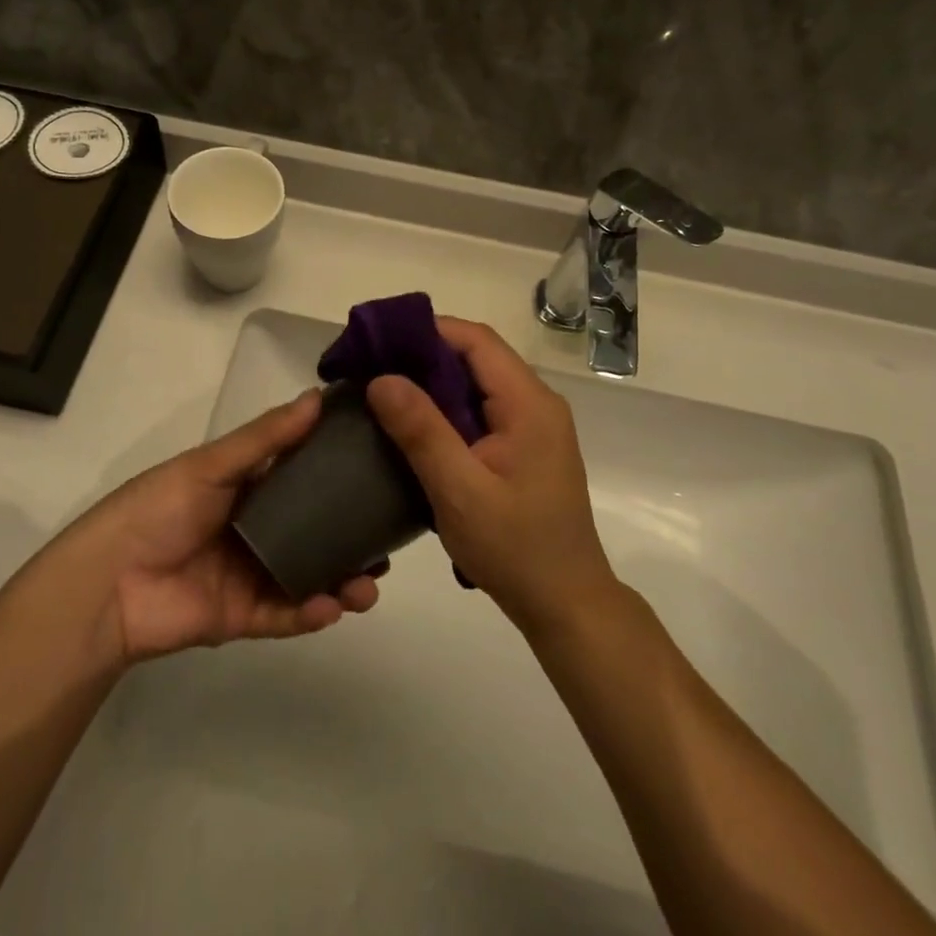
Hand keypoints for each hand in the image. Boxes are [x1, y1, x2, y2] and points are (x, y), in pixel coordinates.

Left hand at [71, 391, 380, 661]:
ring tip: (370, 584)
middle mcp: (257, 529)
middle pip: (316, 531)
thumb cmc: (158, 509)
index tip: (384, 468)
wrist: (107, 584)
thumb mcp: (211, 465)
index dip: (341, 474)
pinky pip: (286, 614)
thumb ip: (265, 438)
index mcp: (248, 488)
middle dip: (352, 537)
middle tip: (389, 540)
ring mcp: (252, 574)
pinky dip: (311, 612)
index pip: (304, 476)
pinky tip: (333, 606)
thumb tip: (317, 397)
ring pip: (309, 576)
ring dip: (342, 580)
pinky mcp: (244, 616)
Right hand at [366, 319, 615, 633]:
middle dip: (423, 356)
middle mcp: (536, 404)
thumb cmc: (515, 548)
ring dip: (432, 384)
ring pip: (476, 384)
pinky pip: (480, 410)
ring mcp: (532, 426)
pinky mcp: (523, 448)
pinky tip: (412, 427)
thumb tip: (381, 378)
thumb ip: (422, 432)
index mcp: (529, 404)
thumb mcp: (460, 491)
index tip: (378, 340)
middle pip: (476, 357)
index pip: (476, 340)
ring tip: (382, 393)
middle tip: (370, 367)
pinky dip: (445, 409)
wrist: (565, 604)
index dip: (427, 331)